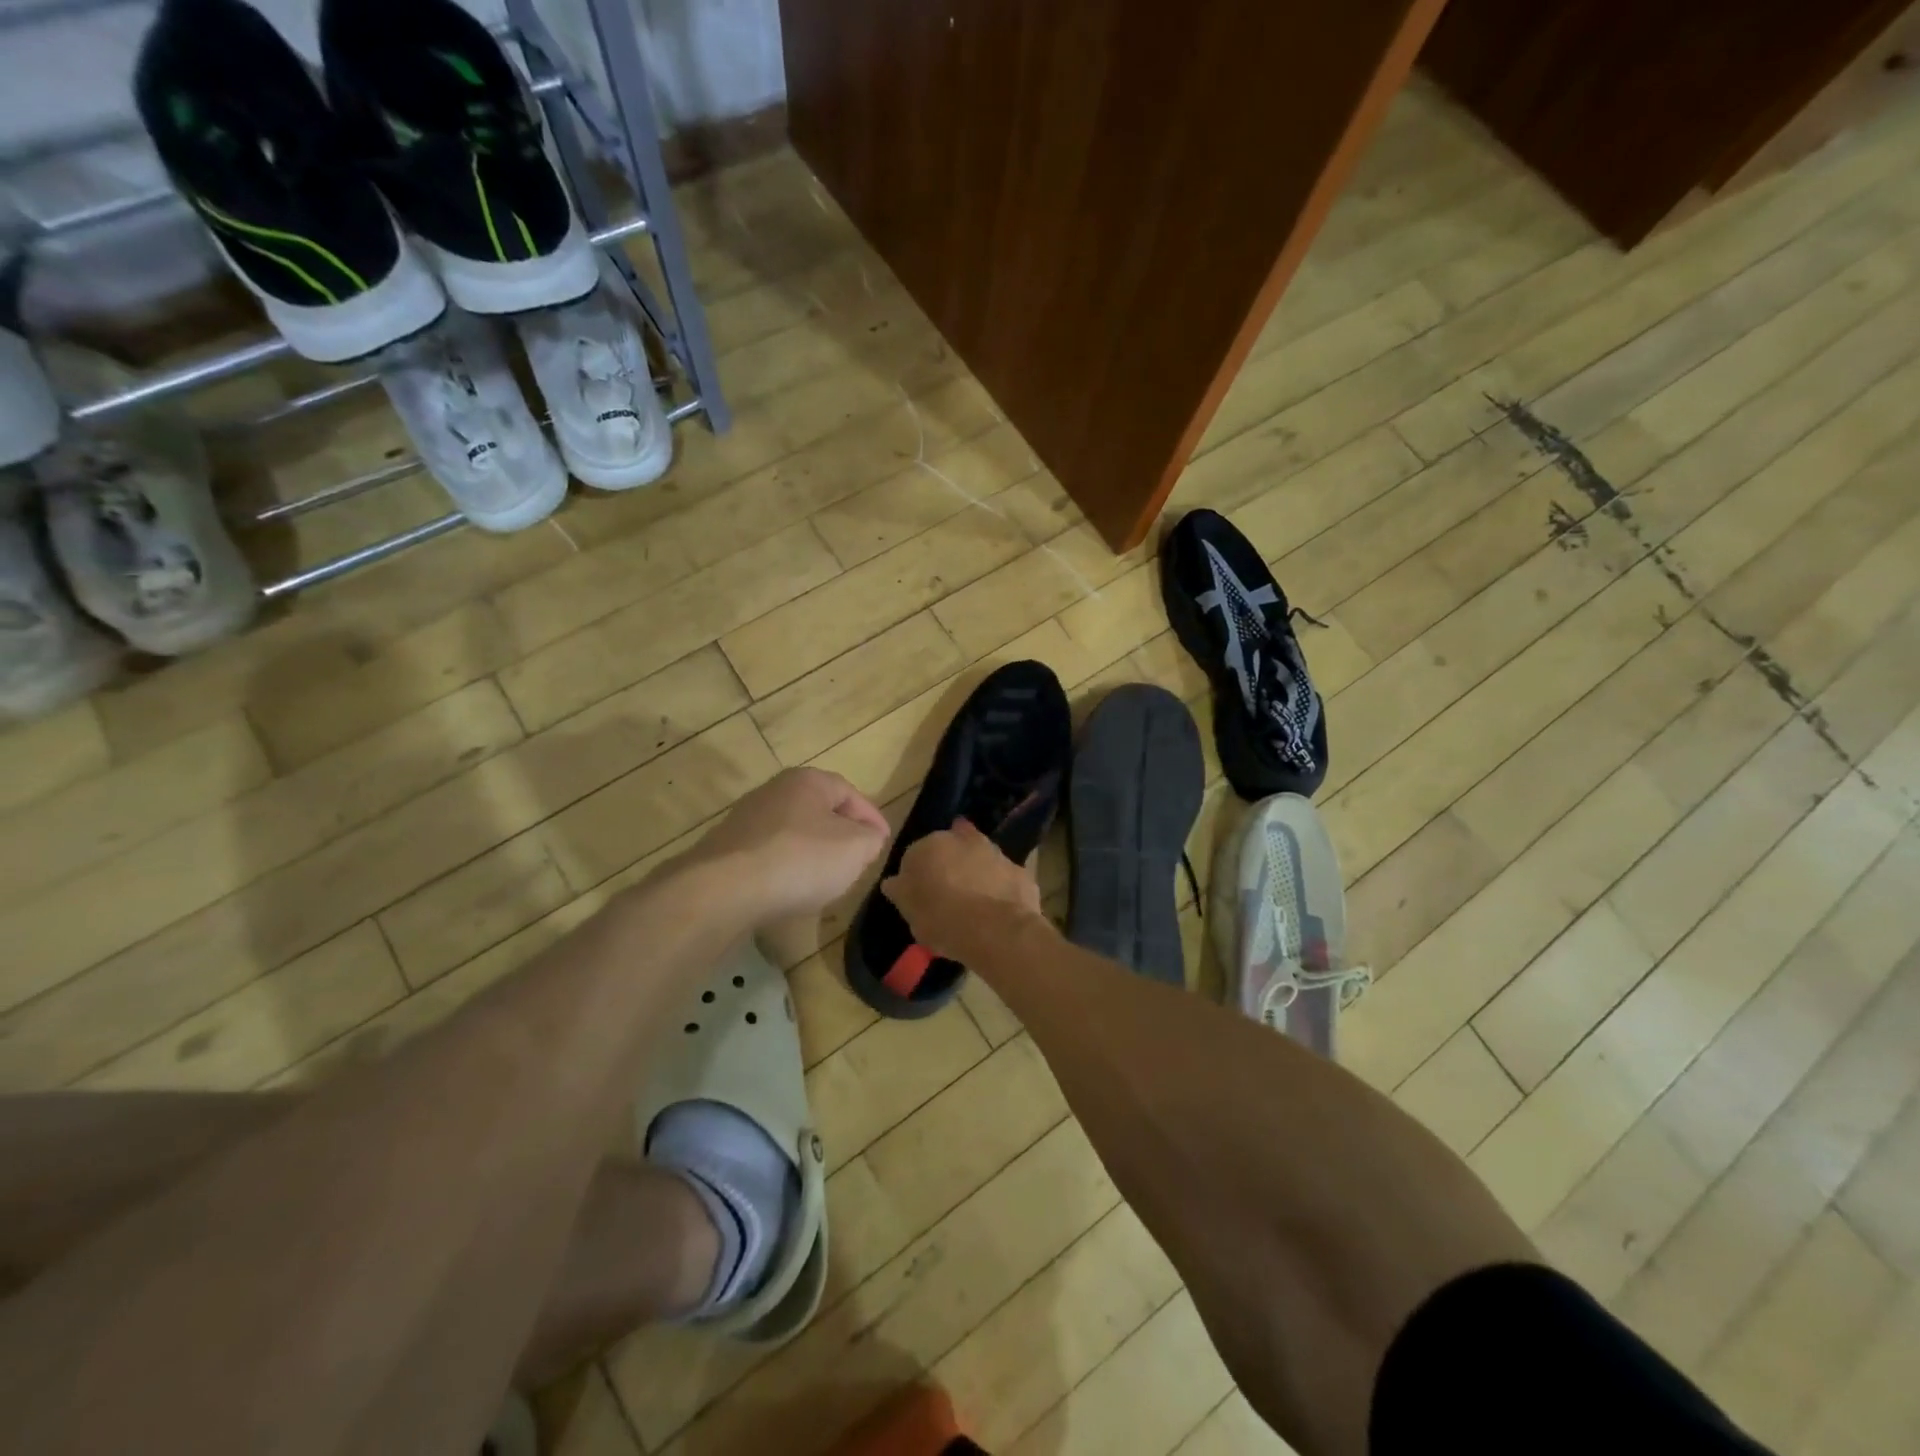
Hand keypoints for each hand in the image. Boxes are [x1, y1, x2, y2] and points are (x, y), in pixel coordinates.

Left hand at [685, 768, 890, 925]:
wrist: (723, 890)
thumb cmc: (800, 859)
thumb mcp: (855, 848)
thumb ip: (871, 839)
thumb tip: (867, 839)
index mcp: (807, 781)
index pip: (850, 793)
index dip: (872, 818)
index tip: (883, 843)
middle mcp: (774, 791)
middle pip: (819, 811)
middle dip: (842, 834)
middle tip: (858, 859)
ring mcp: (746, 820)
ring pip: (794, 833)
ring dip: (813, 853)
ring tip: (827, 879)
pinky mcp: (728, 850)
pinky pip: (770, 855)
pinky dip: (787, 868)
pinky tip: (791, 890)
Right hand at [880, 819, 1043, 961]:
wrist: (996, 929)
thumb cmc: (942, 919)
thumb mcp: (910, 912)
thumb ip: (901, 892)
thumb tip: (893, 882)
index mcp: (930, 845)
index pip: (916, 855)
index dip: (918, 876)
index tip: (920, 896)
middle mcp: (963, 839)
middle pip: (951, 850)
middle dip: (949, 866)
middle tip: (947, 896)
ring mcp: (995, 852)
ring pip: (980, 860)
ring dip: (975, 874)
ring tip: (974, 904)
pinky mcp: (1019, 870)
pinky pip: (1003, 878)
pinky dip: (999, 888)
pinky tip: (996, 909)